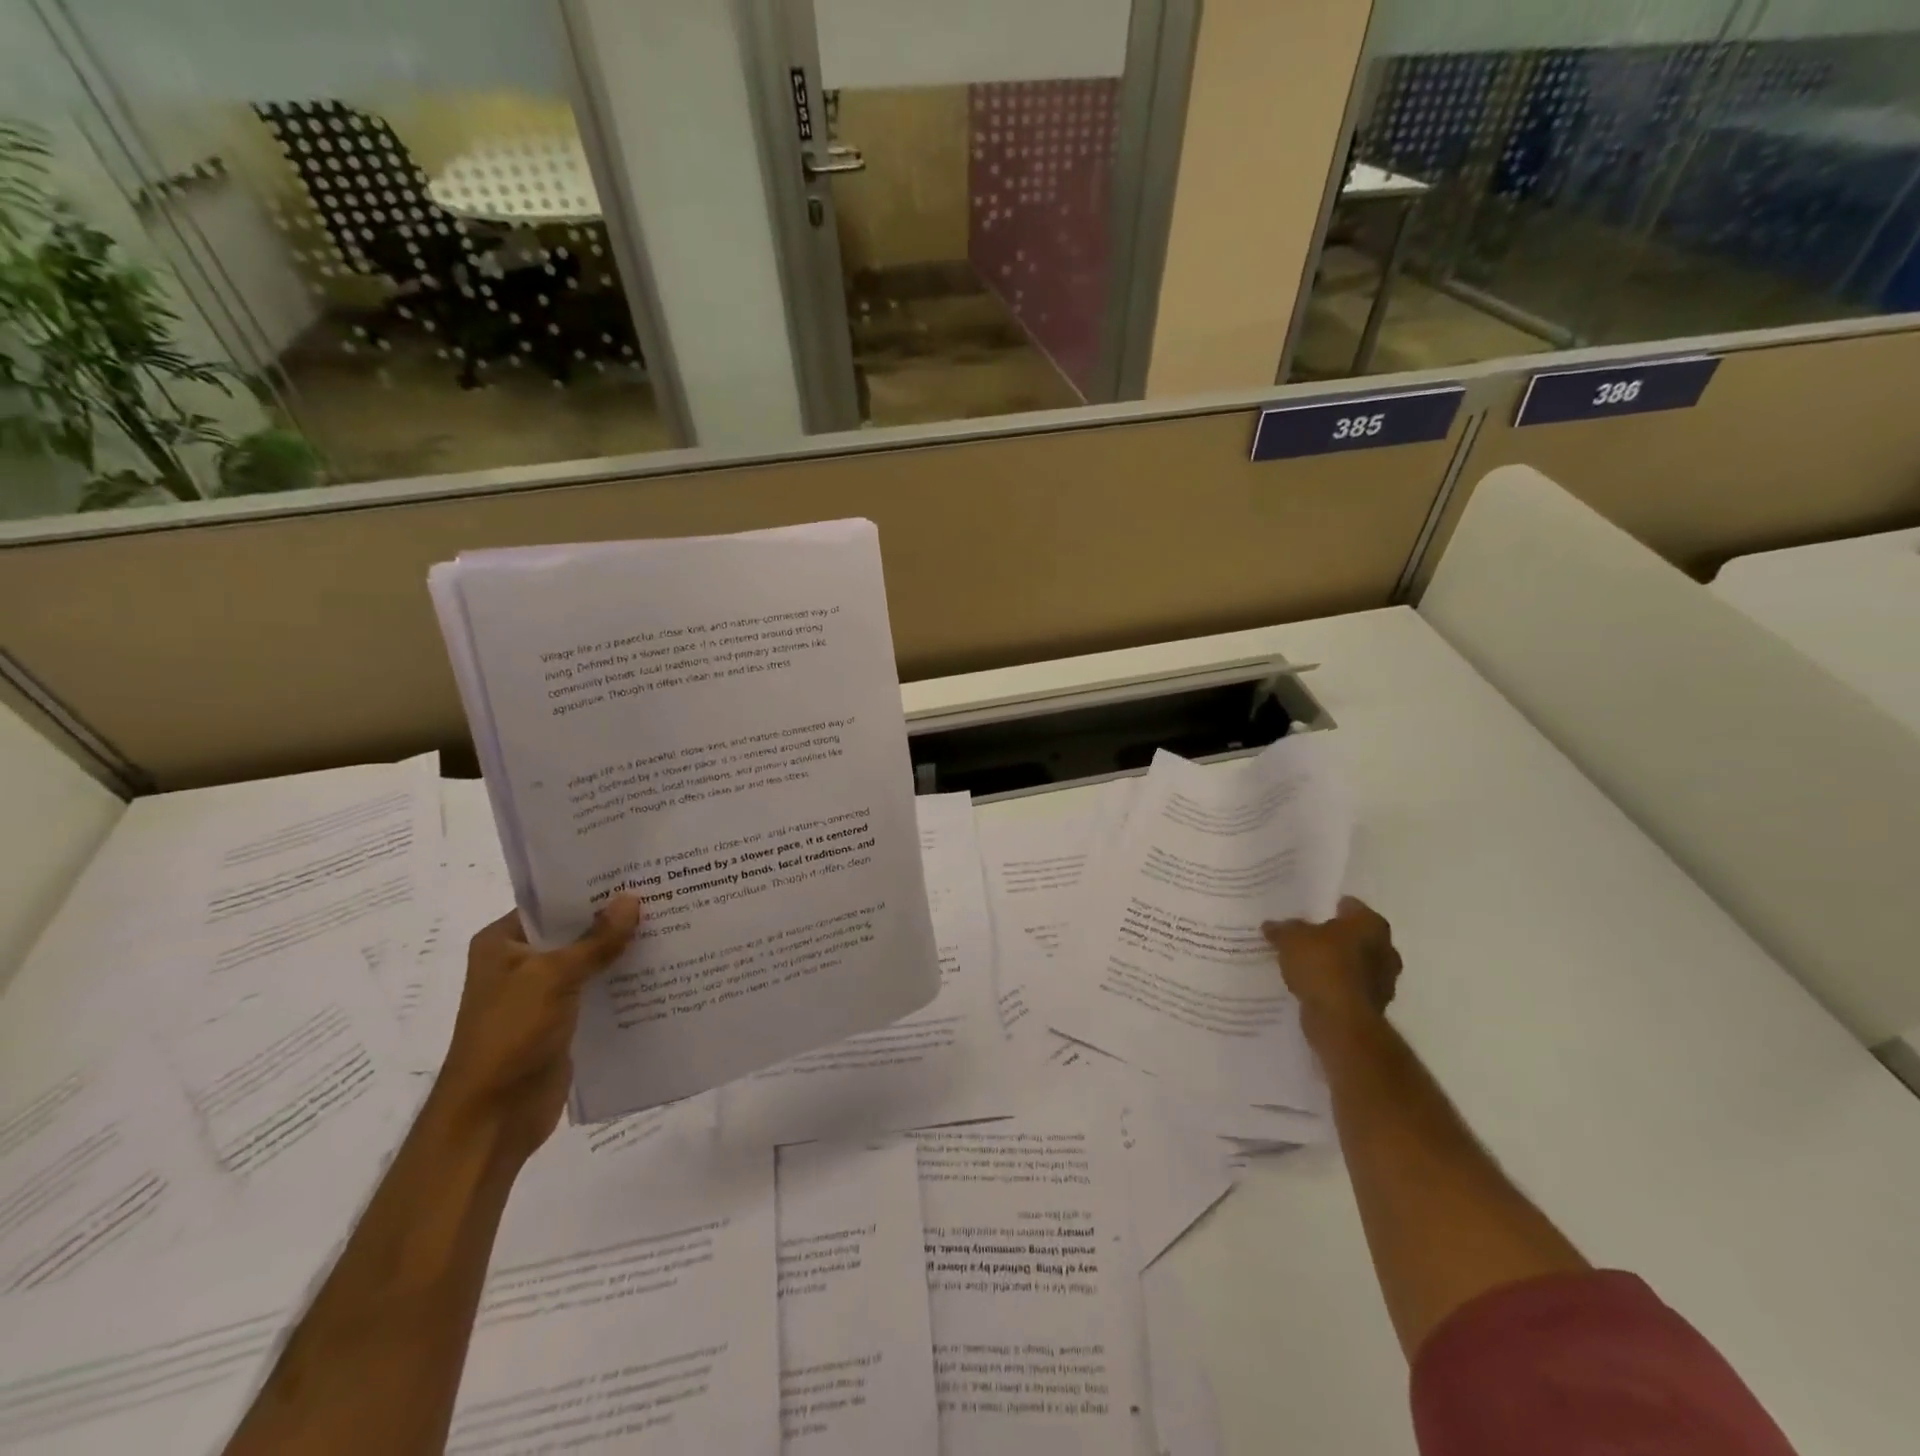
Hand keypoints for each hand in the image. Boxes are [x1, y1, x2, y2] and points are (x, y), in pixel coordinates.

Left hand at [433, 895, 643, 1163]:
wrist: (493, 1117)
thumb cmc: (511, 1034)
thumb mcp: (554, 977)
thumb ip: (596, 939)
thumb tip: (632, 898)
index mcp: (503, 943)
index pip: (551, 901)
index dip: (591, 888)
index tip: (636, 872)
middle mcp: (520, 963)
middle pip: (574, 930)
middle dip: (615, 918)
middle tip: (665, 894)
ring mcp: (541, 994)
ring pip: (590, 961)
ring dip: (623, 951)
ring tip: (673, 926)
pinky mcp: (562, 1021)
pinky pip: (597, 991)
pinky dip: (623, 981)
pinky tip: (661, 969)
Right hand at [1263, 896, 1402, 1043]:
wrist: (1340, 1020)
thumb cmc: (1322, 965)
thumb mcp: (1291, 938)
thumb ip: (1282, 929)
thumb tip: (1270, 926)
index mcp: (1371, 924)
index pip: (1350, 906)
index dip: (1327, 906)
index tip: (1307, 911)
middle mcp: (1385, 949)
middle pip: (1354, 937)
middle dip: (1333, 938)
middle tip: (1304, 937)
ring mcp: (1383, 981)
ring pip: (1353, 964)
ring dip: (1334, 965)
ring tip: (1303, 964)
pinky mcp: (1372, 1006)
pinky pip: (1348, 988)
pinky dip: (1333, 987)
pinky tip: (1310, 987)